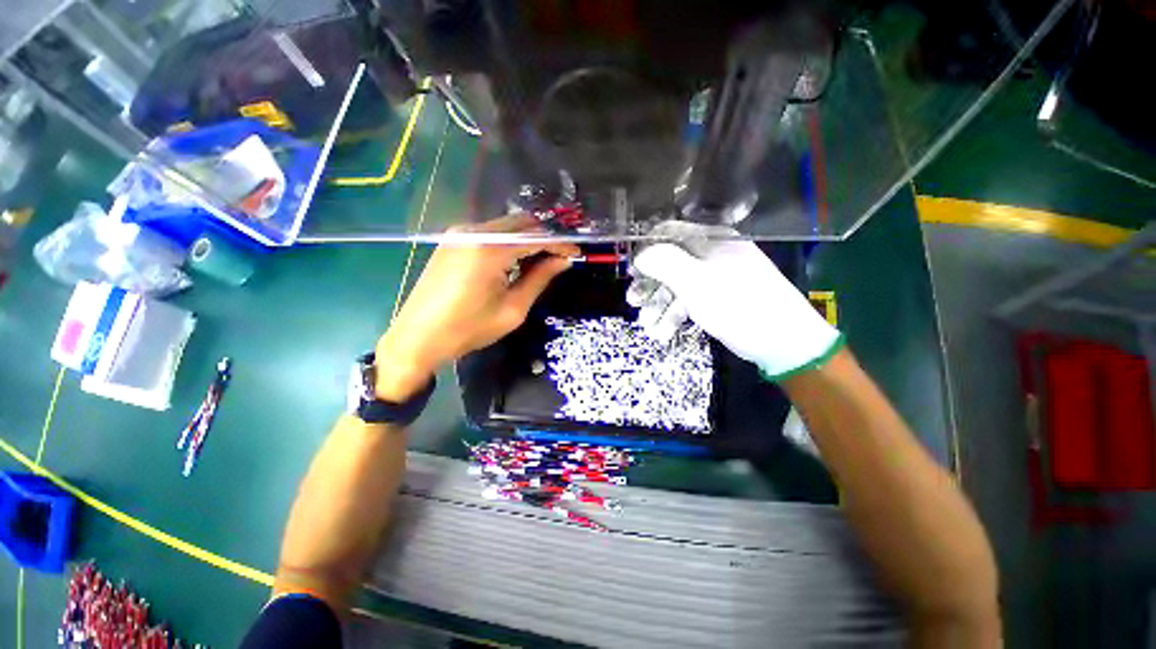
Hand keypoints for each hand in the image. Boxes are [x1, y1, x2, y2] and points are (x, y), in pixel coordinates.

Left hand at [375, 214, 578, 400]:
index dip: (559, 244)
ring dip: (526, 240)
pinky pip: (490, 233)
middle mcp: (473, 232)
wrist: (417, 338)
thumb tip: (563, 260)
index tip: (576, 254)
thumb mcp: (512, 309)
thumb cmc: (468, 329)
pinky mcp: (452, 240)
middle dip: (544, 238)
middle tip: (559, 259)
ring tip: (539, 263)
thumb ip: (540, 279)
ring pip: (506, 226)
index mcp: (489, 250)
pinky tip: (514, 262)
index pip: (535, 237)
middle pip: (521, 223)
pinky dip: (508, 243)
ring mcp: (459, 233)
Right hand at [628, 221, 841, 379]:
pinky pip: (691, 301)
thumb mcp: (697, 283)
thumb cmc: (738, 307)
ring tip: (648, 327)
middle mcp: (714, 254)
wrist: (785, 343)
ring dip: (660, 306)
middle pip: (671, 262)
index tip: (631, 270)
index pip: (670, 233)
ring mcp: (717, 278)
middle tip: (633, 302)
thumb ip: (665, 263)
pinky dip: (676, 315)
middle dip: (650, 284)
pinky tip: (663, 332)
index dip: (646, 249)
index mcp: (712, 241)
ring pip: (679, 286)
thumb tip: (640, 253)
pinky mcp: (720, 299)